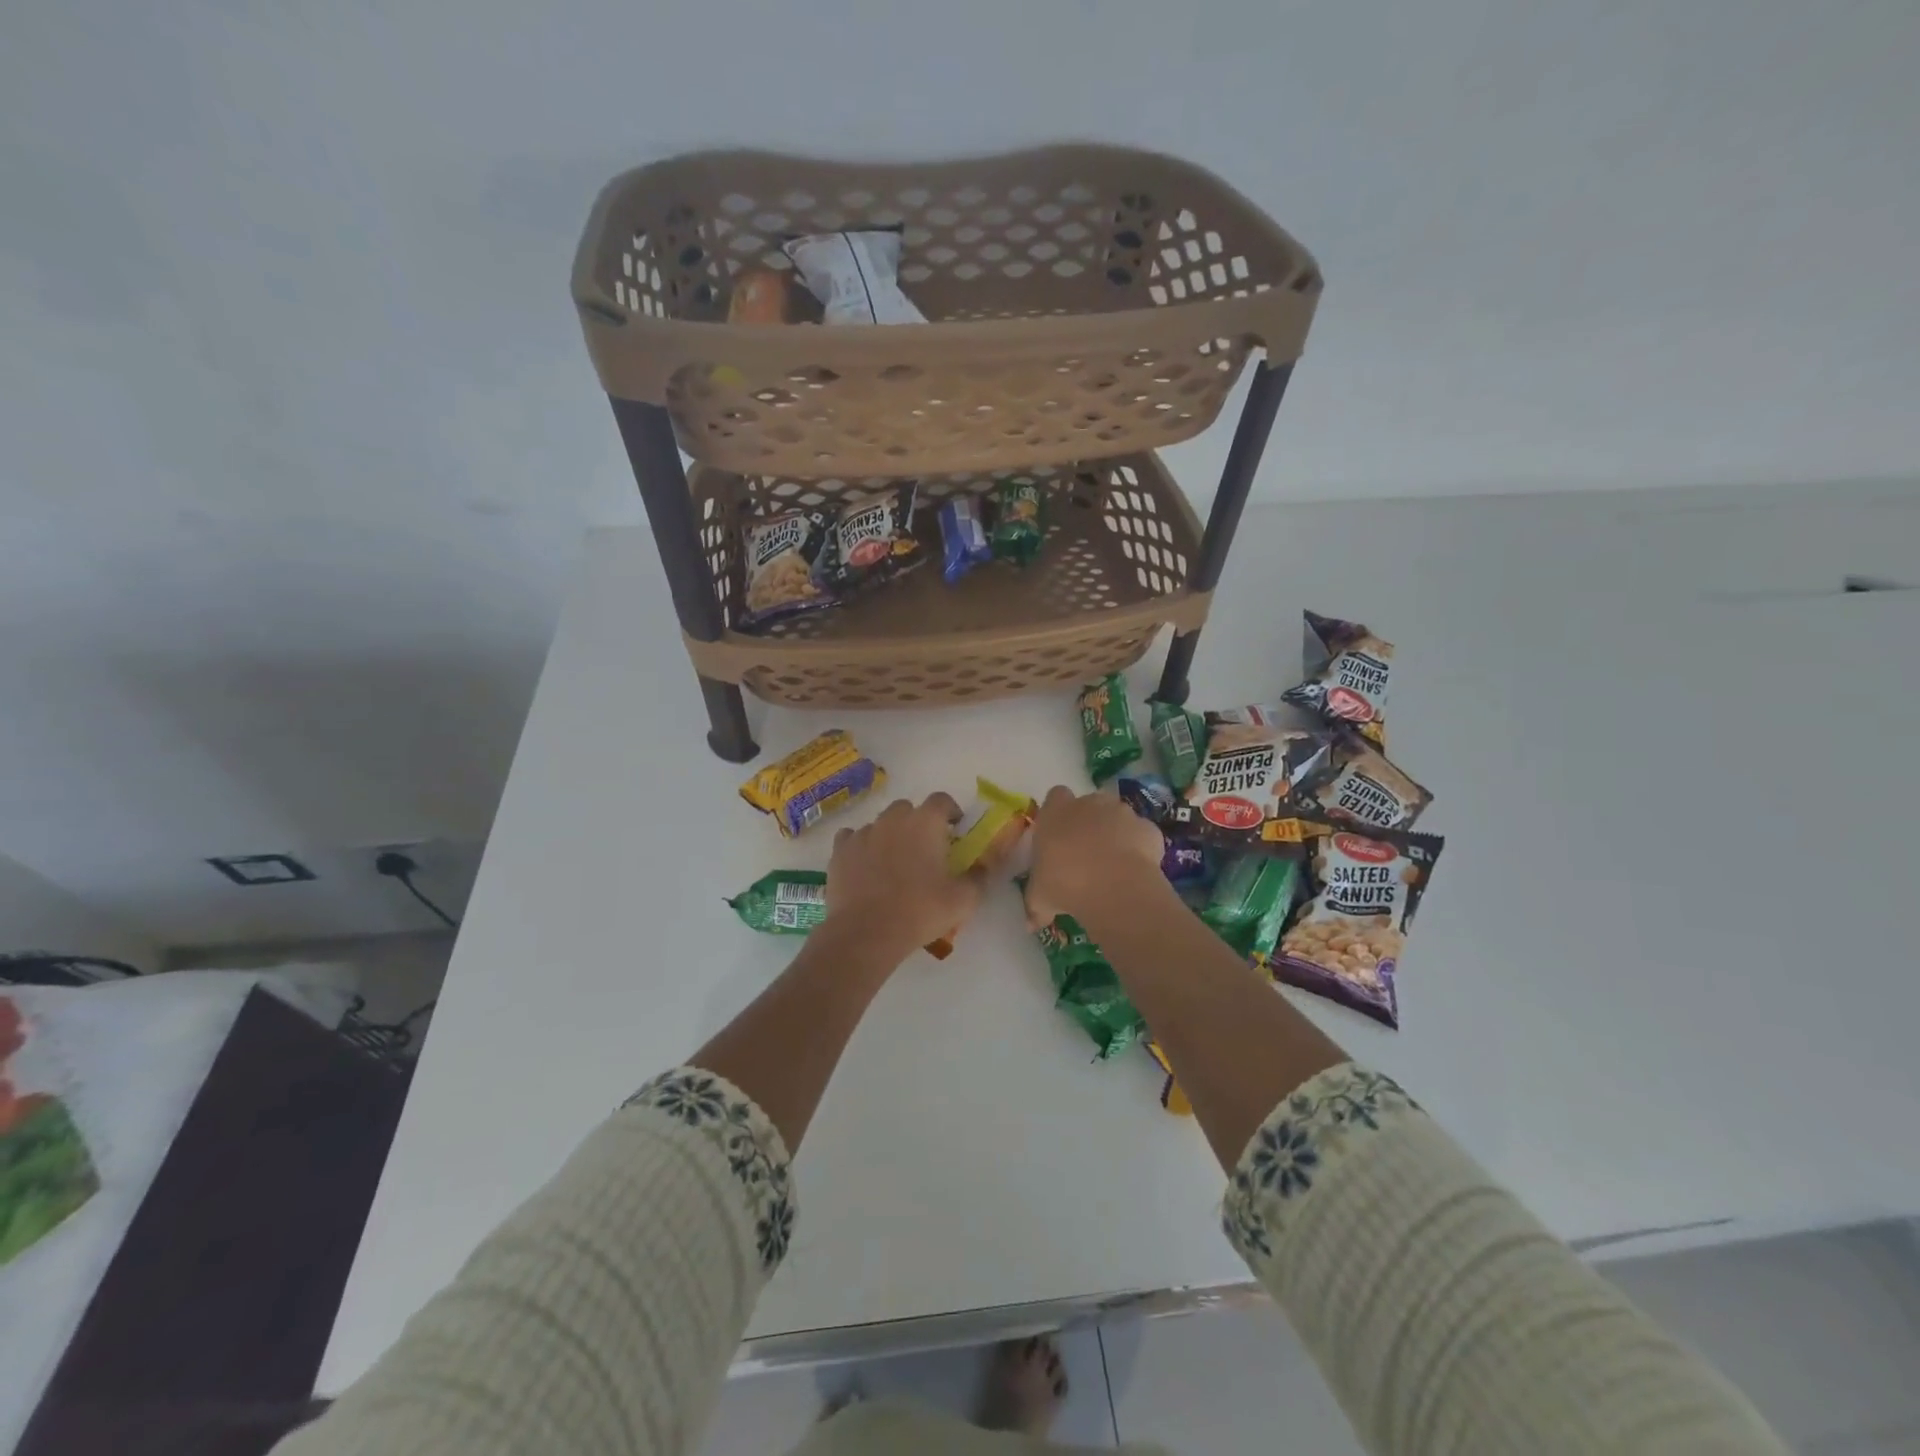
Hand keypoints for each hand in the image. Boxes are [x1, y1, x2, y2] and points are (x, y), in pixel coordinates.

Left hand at [825, 794, 982, 959]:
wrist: (867, 932)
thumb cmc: (920, 911)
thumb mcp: (963, 900)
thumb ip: (978, 877)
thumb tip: (984, 867)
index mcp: (925, 823)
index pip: (941, 800)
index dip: (950, 811)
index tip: (955, 828)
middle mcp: (893, 819)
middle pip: (908, 808)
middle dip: (917, 822)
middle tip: (924, 849)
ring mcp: (863, 832)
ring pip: (880, 823)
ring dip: (889, 835)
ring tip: (893, 862)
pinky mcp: (840, 850)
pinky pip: (852, 838)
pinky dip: (861, 846)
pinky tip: (865, 865)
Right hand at [1024, 786, 1169, 926]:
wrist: (1114, 887)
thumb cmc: (1065, 883)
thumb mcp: (1041, 898)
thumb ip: (1035, 905)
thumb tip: (1031, 923)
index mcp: (1056, 812)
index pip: (1055, 796)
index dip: (1058, 813)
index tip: (1058, 834)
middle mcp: (1089, 803)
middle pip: (1089, 804)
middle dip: (1088, 822)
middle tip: (1084, 853)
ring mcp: (1122, 812)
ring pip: (1118, 817)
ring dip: (1115, 833)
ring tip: (1112, 866)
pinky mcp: (1148, 828)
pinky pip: (1142, 834)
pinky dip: (1140, 847)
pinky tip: (1135, 871)